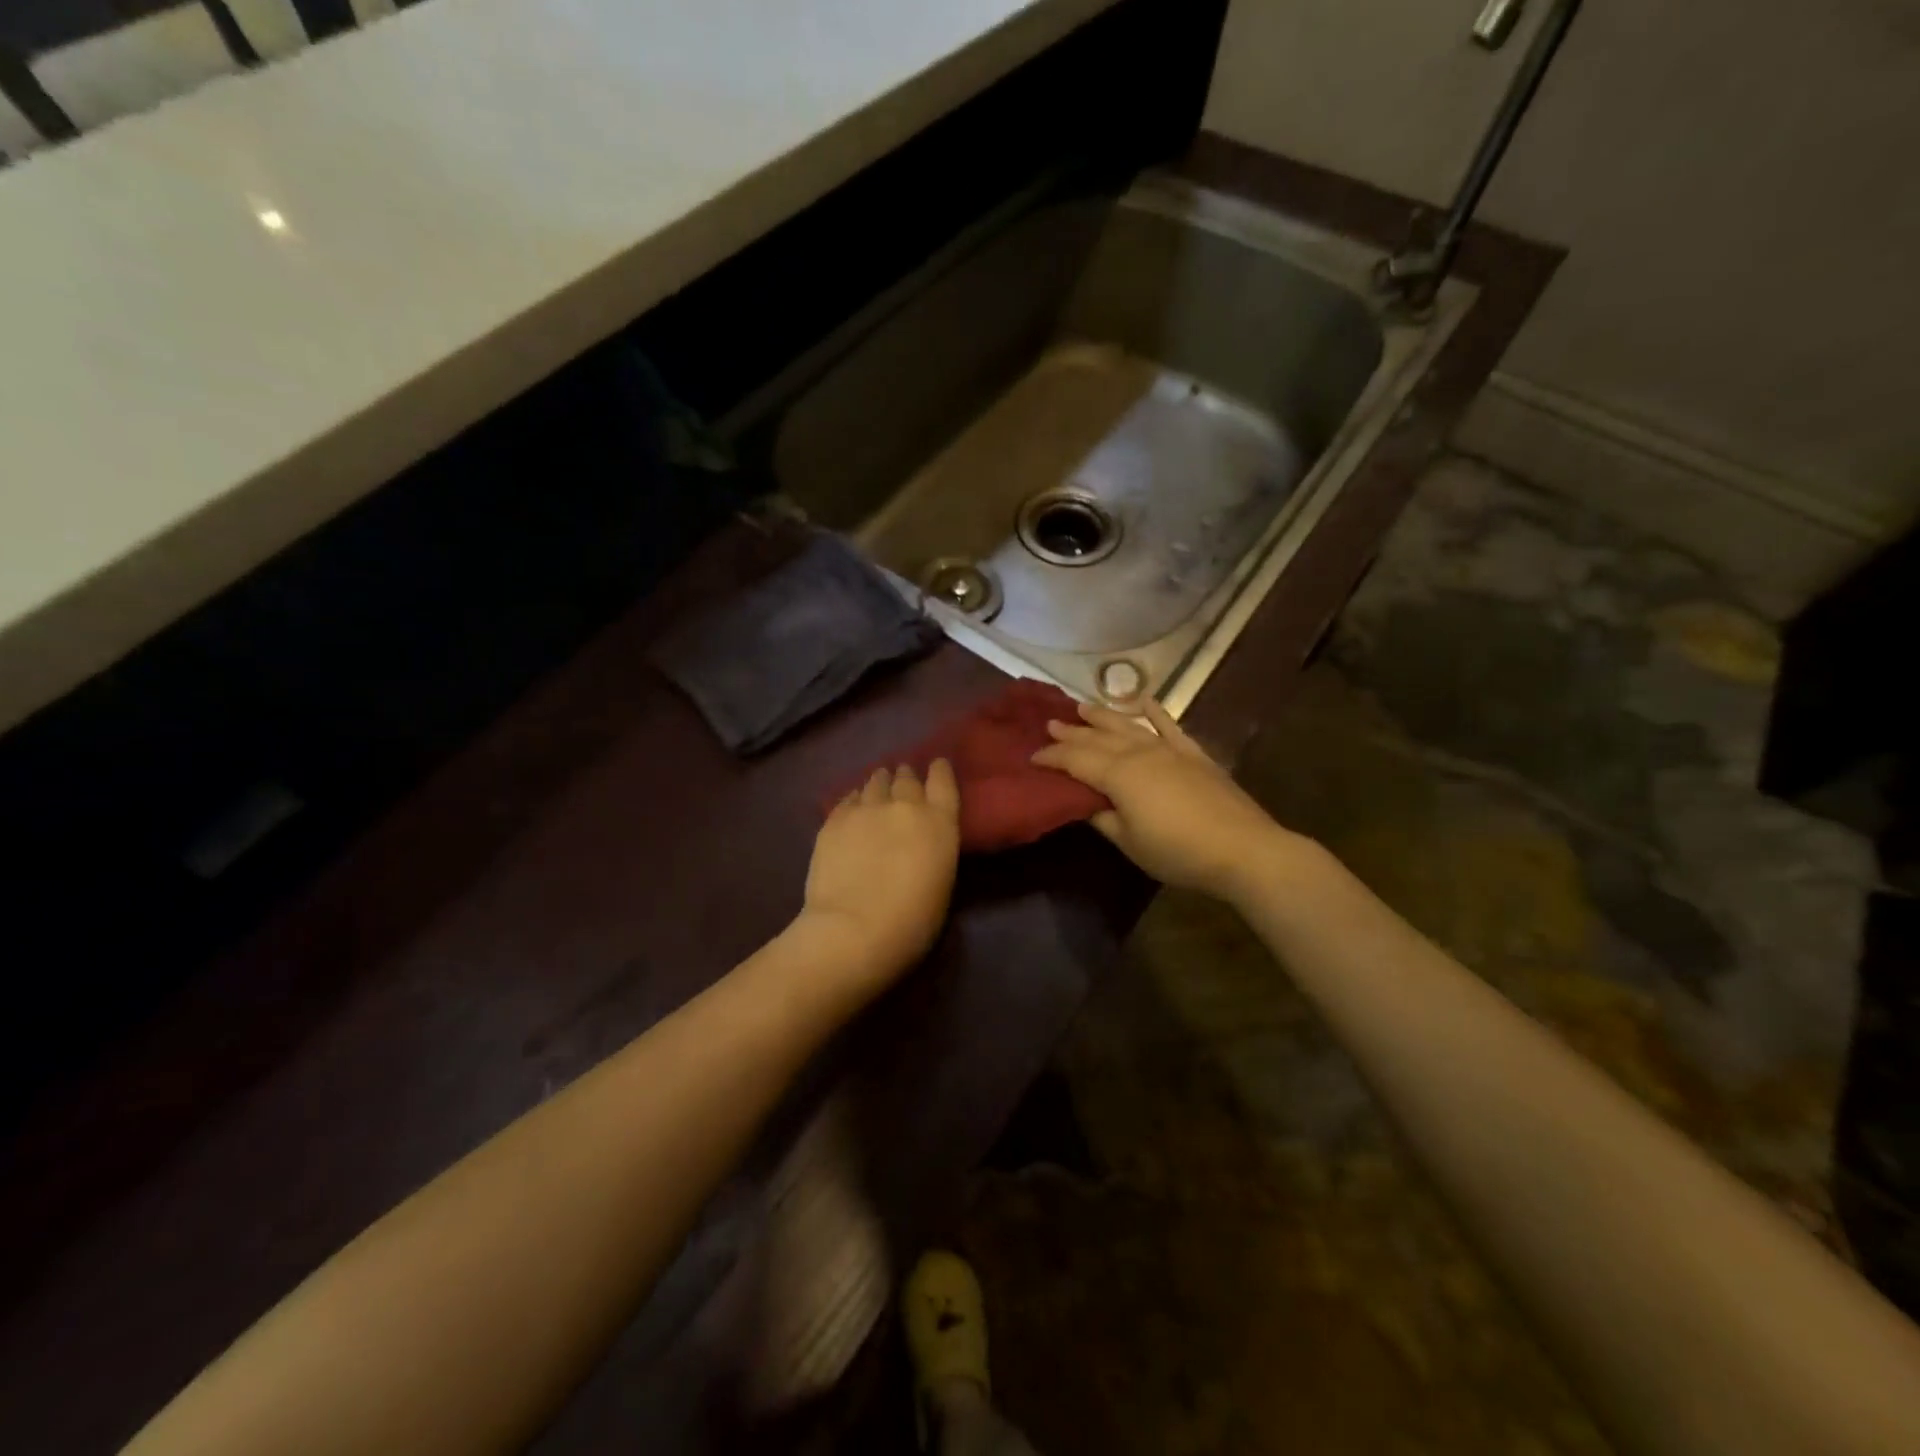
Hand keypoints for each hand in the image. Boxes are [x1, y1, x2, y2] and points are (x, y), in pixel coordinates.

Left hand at [798, 761, 961, 988]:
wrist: (854, 929)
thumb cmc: (912, 922)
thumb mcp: (941, 882)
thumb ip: (934, 849)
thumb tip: (920, 840)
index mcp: (939, 822)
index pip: (943, 781)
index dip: (939, 770)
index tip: (936, 765)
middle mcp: (905, 805)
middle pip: (906, 778)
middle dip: (906, 778)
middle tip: (903, 782)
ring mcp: (866, 808)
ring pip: (875, 782)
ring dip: (879, 783)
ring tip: (877, 787)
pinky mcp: (835, 819)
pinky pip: (848, 798)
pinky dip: (855, 799)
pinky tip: (853, 806)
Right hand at [1030, 699, 1293, 900]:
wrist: (1243, 849)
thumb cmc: (1178, 852)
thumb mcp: (1130, 843)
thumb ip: (1103, 818)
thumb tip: (1085, 803)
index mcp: (1118, 775)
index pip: (1075, 760)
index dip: (1052, 757)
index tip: (1032, 756)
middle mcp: (1139, 753)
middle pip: (1098, 738)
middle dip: (1072, 731)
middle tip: (1050, 723)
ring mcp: (1169, 750)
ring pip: (1128, 725)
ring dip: (1103, 716)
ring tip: (1082, 707)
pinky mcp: (1194, 754)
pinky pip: (1170, 726)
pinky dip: (1156, 712)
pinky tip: (1144, 701)